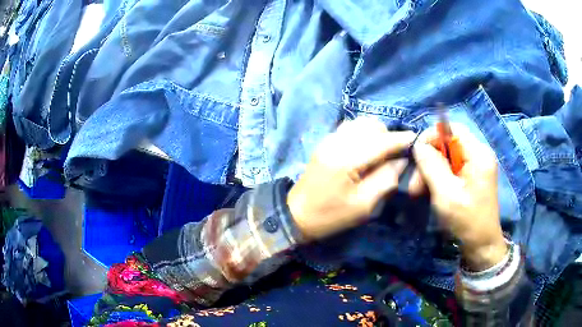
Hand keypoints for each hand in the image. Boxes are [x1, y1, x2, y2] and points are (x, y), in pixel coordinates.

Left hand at [287, 117, 415, 240]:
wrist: (296, 214)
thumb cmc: (330, 216)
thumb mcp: (363, 205)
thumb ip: (386, 180)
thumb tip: (400, 160)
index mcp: (347, 160)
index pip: (381, 141)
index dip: (401, 139)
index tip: (416, 139)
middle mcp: (337, 142)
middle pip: (370, 125)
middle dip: (387, 135)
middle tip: (396, 153)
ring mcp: (329, 139)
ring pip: (360, 123)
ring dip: (375, 132)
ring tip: (382, 150)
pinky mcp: (325, 142)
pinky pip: (349, 128)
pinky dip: (363, 133)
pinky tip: (366, 148)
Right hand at [411, 124, 506, 270]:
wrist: (481, 246)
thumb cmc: (466, 221)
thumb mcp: (446, 194)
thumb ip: (431, 166)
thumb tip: (418, 145)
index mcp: (478, 154)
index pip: (452, 129)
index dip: (431, 137)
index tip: (417, 158)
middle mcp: (479, 154)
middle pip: (448, 144)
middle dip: (429, 161)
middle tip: (414, 186)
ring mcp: (477, 166)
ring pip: (447, 157)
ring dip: (431, 172)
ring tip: (419, 193)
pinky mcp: (473, 177)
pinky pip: (452, 169)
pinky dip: (439, 179)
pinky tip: (431, 193)